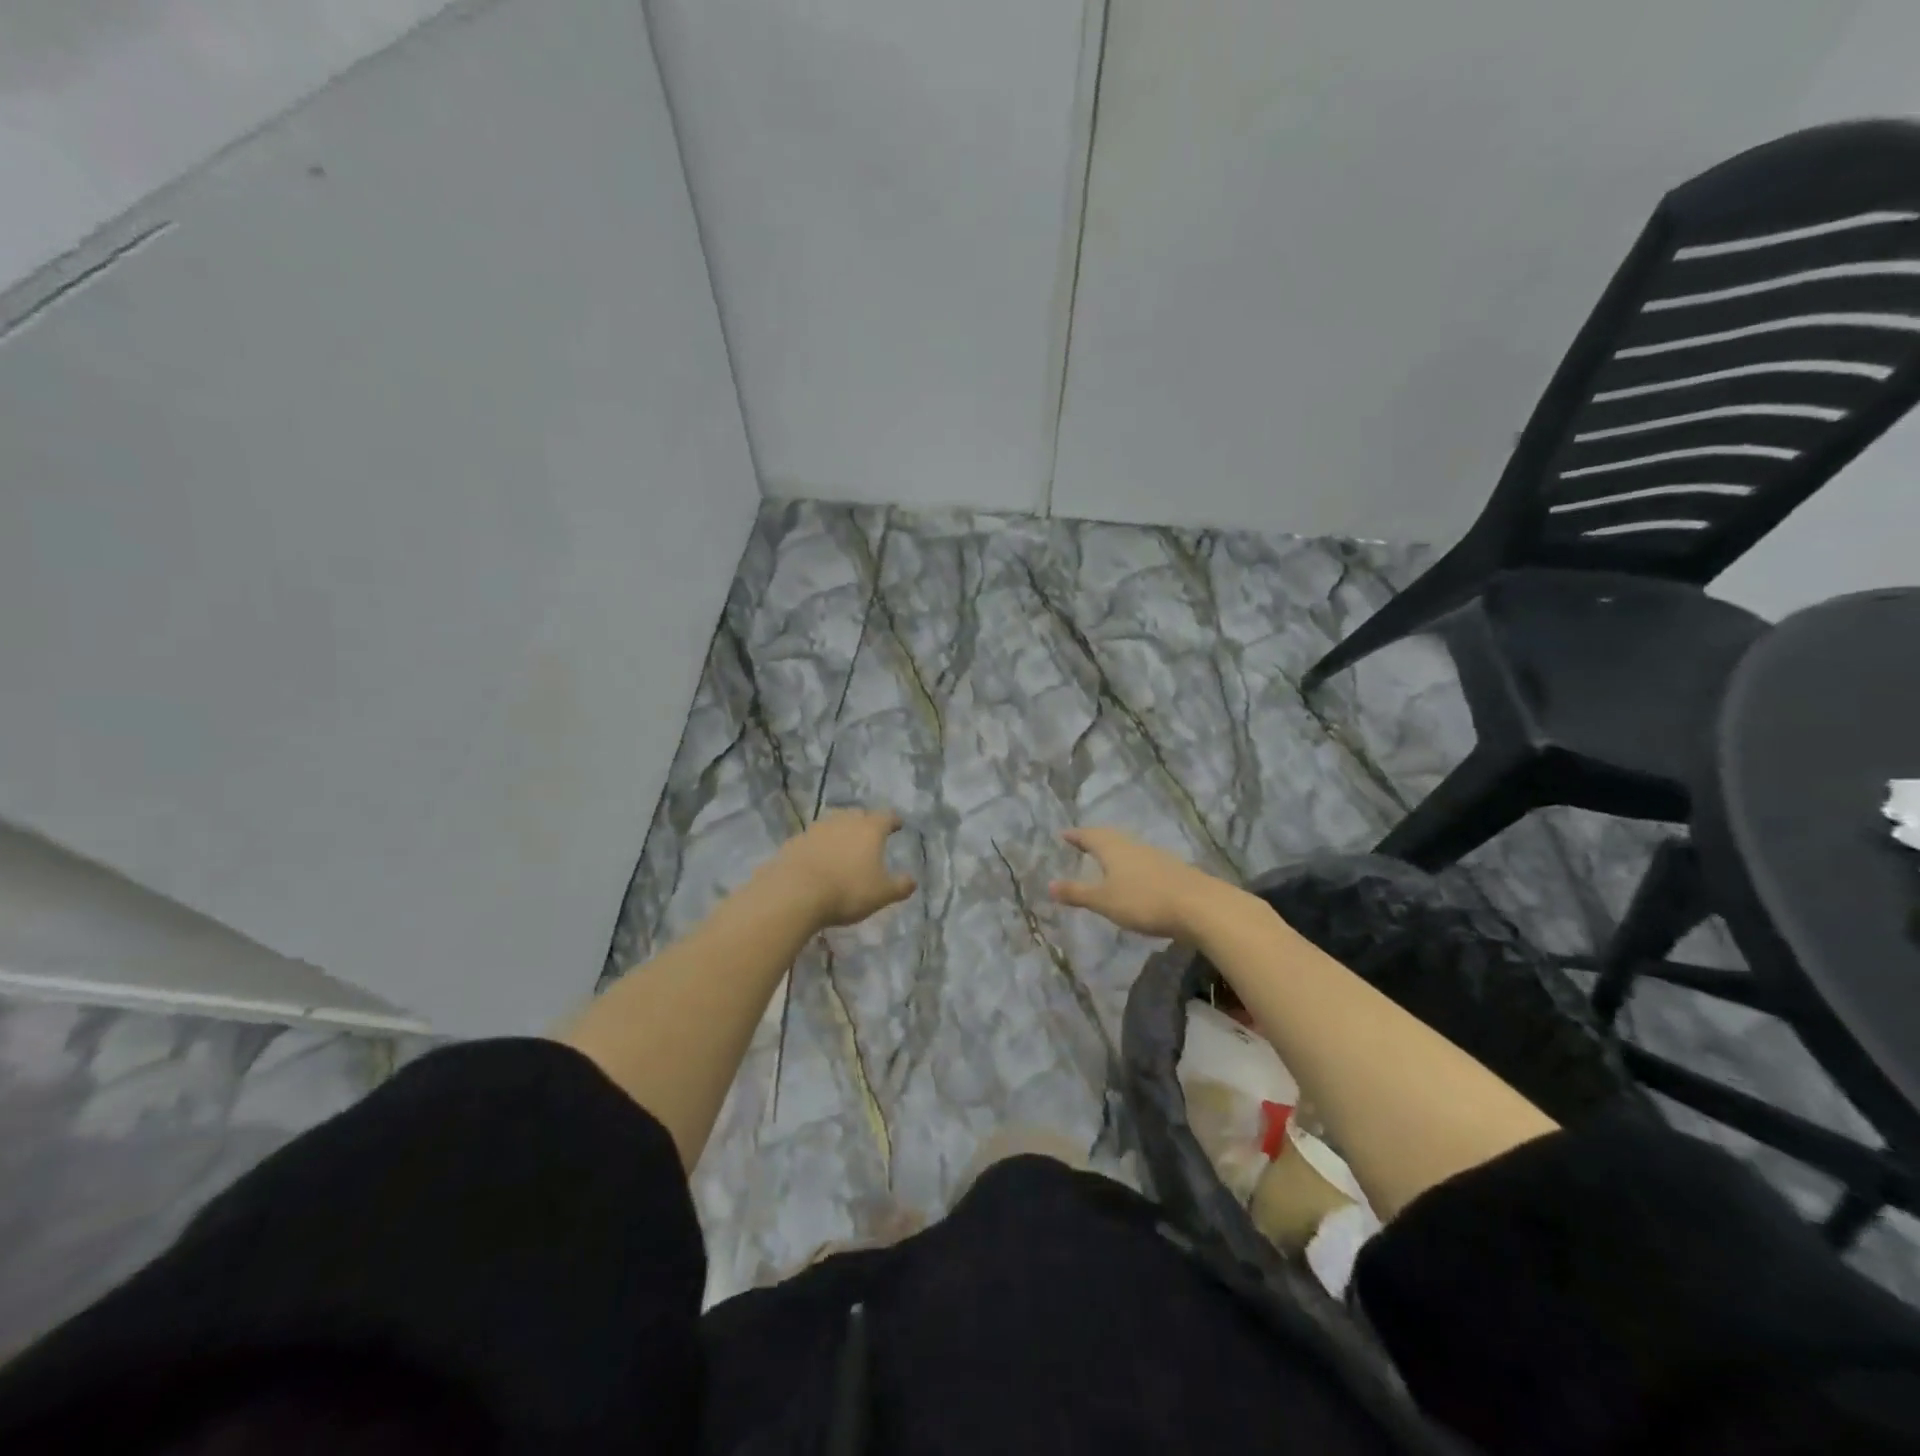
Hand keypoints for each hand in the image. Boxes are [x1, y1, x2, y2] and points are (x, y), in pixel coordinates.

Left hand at [769, 809, 916, 928]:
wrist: (795, 892)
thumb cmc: (847, 890)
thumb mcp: (882, 894)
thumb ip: (900, 885)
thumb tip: (912, 880)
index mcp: (870, 829)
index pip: (887, 817)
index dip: (894, 821)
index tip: (898, 825)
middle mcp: (844, 821)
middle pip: (858, 814)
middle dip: (866, 822)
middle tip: (869, 834)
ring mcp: (816, 829)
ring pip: (833, 823)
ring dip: (840, 831)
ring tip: (843, 845)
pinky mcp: (795, 841)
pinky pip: (813, 839)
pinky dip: (819, 845)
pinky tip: (818, 858)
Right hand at [1049, 828, 1221, 938]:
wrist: (1199, 906)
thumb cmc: (1144, 900)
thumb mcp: (1104, 900)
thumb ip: (1077, 893)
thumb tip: (1049, 884)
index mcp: (1113, 849)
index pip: (1090, 836)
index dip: (1076, 836)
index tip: (1064, 834)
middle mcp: (1134, 846)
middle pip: (1111, 838)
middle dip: (1095, 839)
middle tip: (1083, 842)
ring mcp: (1156, 857)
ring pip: (1129, 848)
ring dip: (1115, 851)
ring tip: (1106, 859)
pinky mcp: (1173, 871)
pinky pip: (1144, 861)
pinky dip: (1132, 865)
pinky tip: (1135, 876)